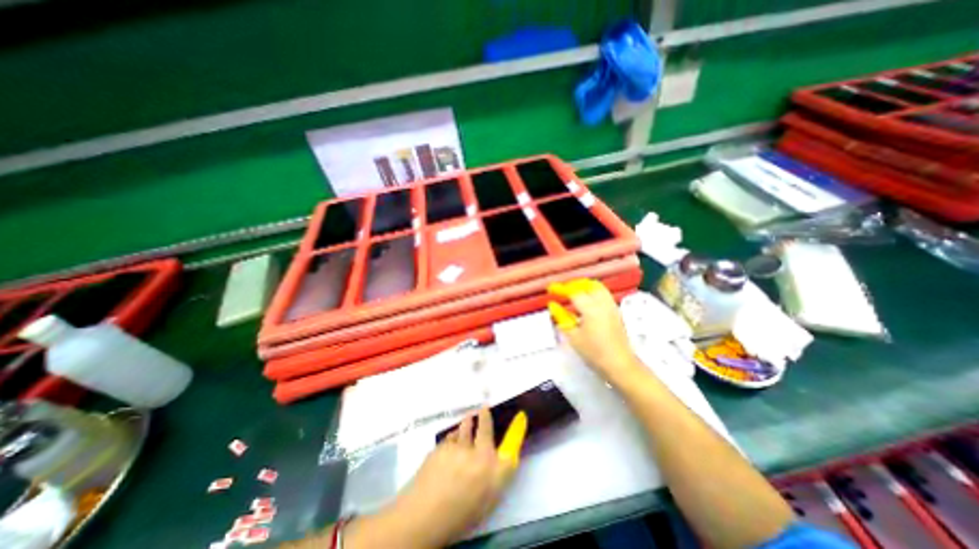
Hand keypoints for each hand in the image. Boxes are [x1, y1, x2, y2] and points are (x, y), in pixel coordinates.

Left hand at [351, 409, 518, 547]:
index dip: (517, 429)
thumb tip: (500, 457)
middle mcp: (481, 457)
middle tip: (484, 408)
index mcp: (495, 475)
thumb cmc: (459, 516)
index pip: (512, 447)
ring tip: (468, 419)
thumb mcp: (486, 500)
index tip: (520, 417)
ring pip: (466, 425)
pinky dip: (454, 437)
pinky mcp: (444, 445)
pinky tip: (451, 444)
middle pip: (486, 426)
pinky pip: (452, 435)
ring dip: (468, 422)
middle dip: (485, 415)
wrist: (422, 518)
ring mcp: (461, 448)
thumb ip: (495, 475)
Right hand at [550, 281, 643, 378]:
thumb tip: (553, 306)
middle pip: (587, 285)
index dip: (560, 289)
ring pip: (597, 287)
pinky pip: (603, 294)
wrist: (619, 364)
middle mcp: (602, 303)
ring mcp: (611, 306)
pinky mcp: (616, 312)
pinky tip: (586, 300)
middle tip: (562, 290)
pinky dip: (592, 291)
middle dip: (573, 284)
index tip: (551, 289)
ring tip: (573, 292)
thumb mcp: (573, 337)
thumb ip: (562, 318)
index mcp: (590, 308)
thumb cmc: (594, 352)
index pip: (573, 292)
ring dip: (583, 286)